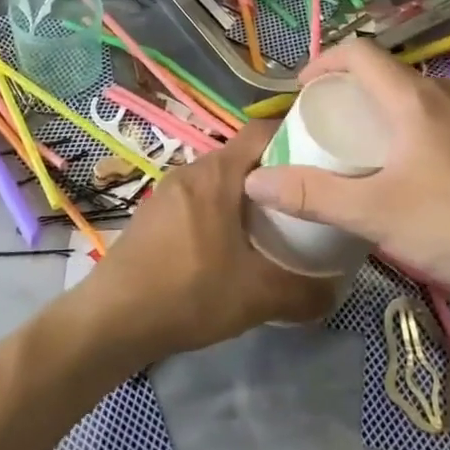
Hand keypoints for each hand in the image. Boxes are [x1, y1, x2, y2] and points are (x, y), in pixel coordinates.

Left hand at [82, 122, 340, 360]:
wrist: (112, 318)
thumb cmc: (189, 292)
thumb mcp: (257, 297)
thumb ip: (305, 293)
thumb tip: (337, 291)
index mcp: (216, 174)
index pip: (262, 132)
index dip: (295, 137)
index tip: (322, 159)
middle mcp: (190, 170)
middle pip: (242, 156)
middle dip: (275, 173)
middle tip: (306, 198)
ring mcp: (167, 191)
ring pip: (219, 179)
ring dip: (246, 195)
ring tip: (275, 224)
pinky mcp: (154, 213)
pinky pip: (198, 198)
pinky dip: (221, 210)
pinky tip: (232, 245)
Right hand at [242, 38, 449, 315]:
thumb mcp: (375, 214)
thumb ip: (312, 195)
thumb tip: (255, 179)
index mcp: (415, 100)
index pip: (360, 53)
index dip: (323, 62)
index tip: (301, 91)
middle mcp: (449, 96)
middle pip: (387, 76)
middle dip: (350, 93)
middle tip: (327, 128)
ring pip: (417, 100)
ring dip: (384, 114)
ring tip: (366, 152)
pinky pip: (443, 122)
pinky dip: (414, 132)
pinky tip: (416, 176)